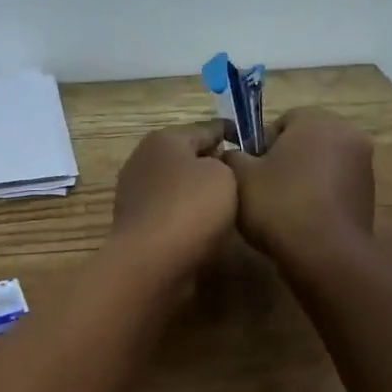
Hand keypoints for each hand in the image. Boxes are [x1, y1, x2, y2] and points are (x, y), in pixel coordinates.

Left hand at [108, 121, 238, 278]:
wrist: (151, 262)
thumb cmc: (191, 208)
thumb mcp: (224, 174)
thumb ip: (225, 162)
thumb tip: (213, 169)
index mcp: (164, 139)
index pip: (207, 128)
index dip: (233, 134)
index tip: (256, 146)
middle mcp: (143, 160)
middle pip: (188, 157)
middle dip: (214, 165)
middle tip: (245, 179)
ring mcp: (135, 194)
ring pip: (178, 186)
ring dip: (199, 193)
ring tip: (231, 206)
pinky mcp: (136, 224)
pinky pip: (170, 212)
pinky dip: (187, 216)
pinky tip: (206, 228)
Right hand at [220, 107, 374, 265]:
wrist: (325, 254)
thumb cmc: (279, 205)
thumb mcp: (239, 177)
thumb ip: (231, 156)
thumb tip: (231, 154)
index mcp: (317, 120)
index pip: (282, 121)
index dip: (261, 144)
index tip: (250, 170)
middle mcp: (347, 134)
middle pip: (305, 141)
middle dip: (284, 159)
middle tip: (262, 188)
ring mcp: (364, 165)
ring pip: (321, 164)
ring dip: (303, 178)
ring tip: (281, 207)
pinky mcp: (369, 194)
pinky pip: (335, 186)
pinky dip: (320, 196)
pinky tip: (302, 219)